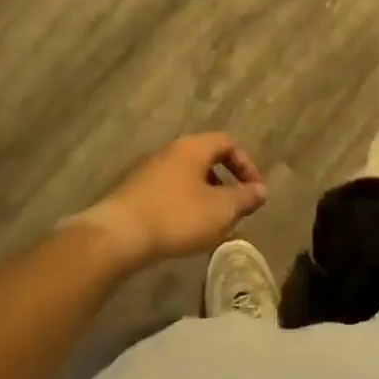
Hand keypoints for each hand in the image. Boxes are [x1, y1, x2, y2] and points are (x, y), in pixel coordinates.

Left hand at [70, 133, 267, 269]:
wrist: (117, 236)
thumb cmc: (177, 216)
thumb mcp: (221, 210)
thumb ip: (244, 198)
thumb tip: (261, 190)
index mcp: (193, 148)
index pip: (227, 143)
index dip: (246, 164)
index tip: (254, 191)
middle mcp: (170, 151)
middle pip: (205, 158)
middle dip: (225, 182)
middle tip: (235, 208)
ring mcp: (148, 170)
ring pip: (186, 176)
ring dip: (204, 195)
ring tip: (212, 223)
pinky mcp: (133, 192)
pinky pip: (168, 190)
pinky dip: (183, 204)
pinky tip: (184, 229)